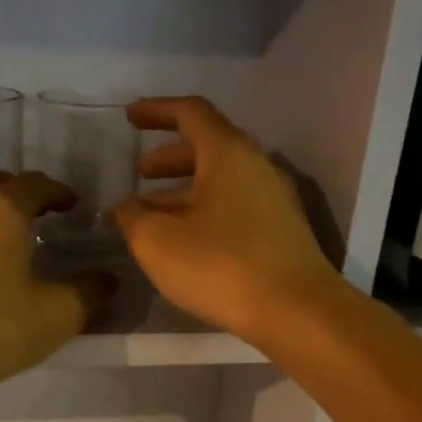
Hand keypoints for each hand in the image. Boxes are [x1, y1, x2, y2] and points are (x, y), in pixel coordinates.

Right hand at [115, 97, 340, 343]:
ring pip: (221, 181)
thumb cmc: (220, 266)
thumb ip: (133, 218)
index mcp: (228, 153)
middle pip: (208, 147)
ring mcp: (274, 199)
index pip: (190, 113)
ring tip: (154, 215)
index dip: (156, 110)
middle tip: (141, 175)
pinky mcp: (281, 230)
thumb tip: (126, 208)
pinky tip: (186, 241)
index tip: (129, 118)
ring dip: (184, 190)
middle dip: (169, 158)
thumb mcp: (158, 242)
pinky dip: (204, 211)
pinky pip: (234, 206)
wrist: (295, 311)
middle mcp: (256, 166)